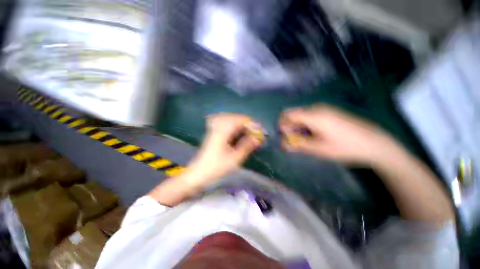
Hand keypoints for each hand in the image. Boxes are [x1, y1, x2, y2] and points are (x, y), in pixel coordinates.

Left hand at [187, 113, 262, 185]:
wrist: (199, 173)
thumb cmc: (217, 167)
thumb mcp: (234, 159)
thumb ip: (246, 146)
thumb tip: (257, 138)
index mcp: (222, 133)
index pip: (238, 121)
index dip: (250, 124)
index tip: (259, 130)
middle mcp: (218, 128)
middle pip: (233, 117)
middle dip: (246, 122)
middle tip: (255, 130)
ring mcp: (214, 129)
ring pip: (228, 119)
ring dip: (240, 122)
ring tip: (248, 129)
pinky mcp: (213, 133)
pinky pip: (224, 123)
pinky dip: (232, 124)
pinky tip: (236, 129)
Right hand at [279, 104, 392, 164]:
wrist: (375, 143)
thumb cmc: (346, 147)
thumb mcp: (320, 149)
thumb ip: (299, 145)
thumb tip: (284, 144)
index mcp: (313, 116)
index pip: (288, 115)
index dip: (283, 126)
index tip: (286, 138)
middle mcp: (317, 109)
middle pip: (294, 114)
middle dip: (290, 127)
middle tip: (294, 140)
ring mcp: (325, 109)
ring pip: (302, 115)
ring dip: (298, 126)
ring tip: (303, 140)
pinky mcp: (330, 112)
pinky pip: (311, 116)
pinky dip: (306, 125)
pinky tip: (313, 135)